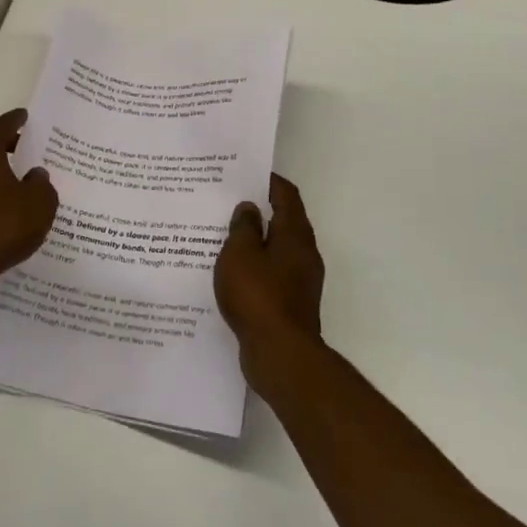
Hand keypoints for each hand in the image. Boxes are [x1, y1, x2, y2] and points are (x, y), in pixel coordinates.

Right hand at [214, 174, 325, 395]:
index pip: (286, 195)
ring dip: (255, 240)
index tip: (245, 172)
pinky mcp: (290, 302)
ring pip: (276, 249)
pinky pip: (271, 273)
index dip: (268, 181)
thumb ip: (243, 227)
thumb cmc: (258, 296)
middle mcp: (304, 253)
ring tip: (222, 235)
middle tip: (227, 201)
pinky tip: (231, 271)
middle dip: (258, 210)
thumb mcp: (240, 254)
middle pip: (283, 221)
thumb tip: (249, 208)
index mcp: (295, 235)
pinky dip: (254, 266)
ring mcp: (300, 280)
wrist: (280, 354)